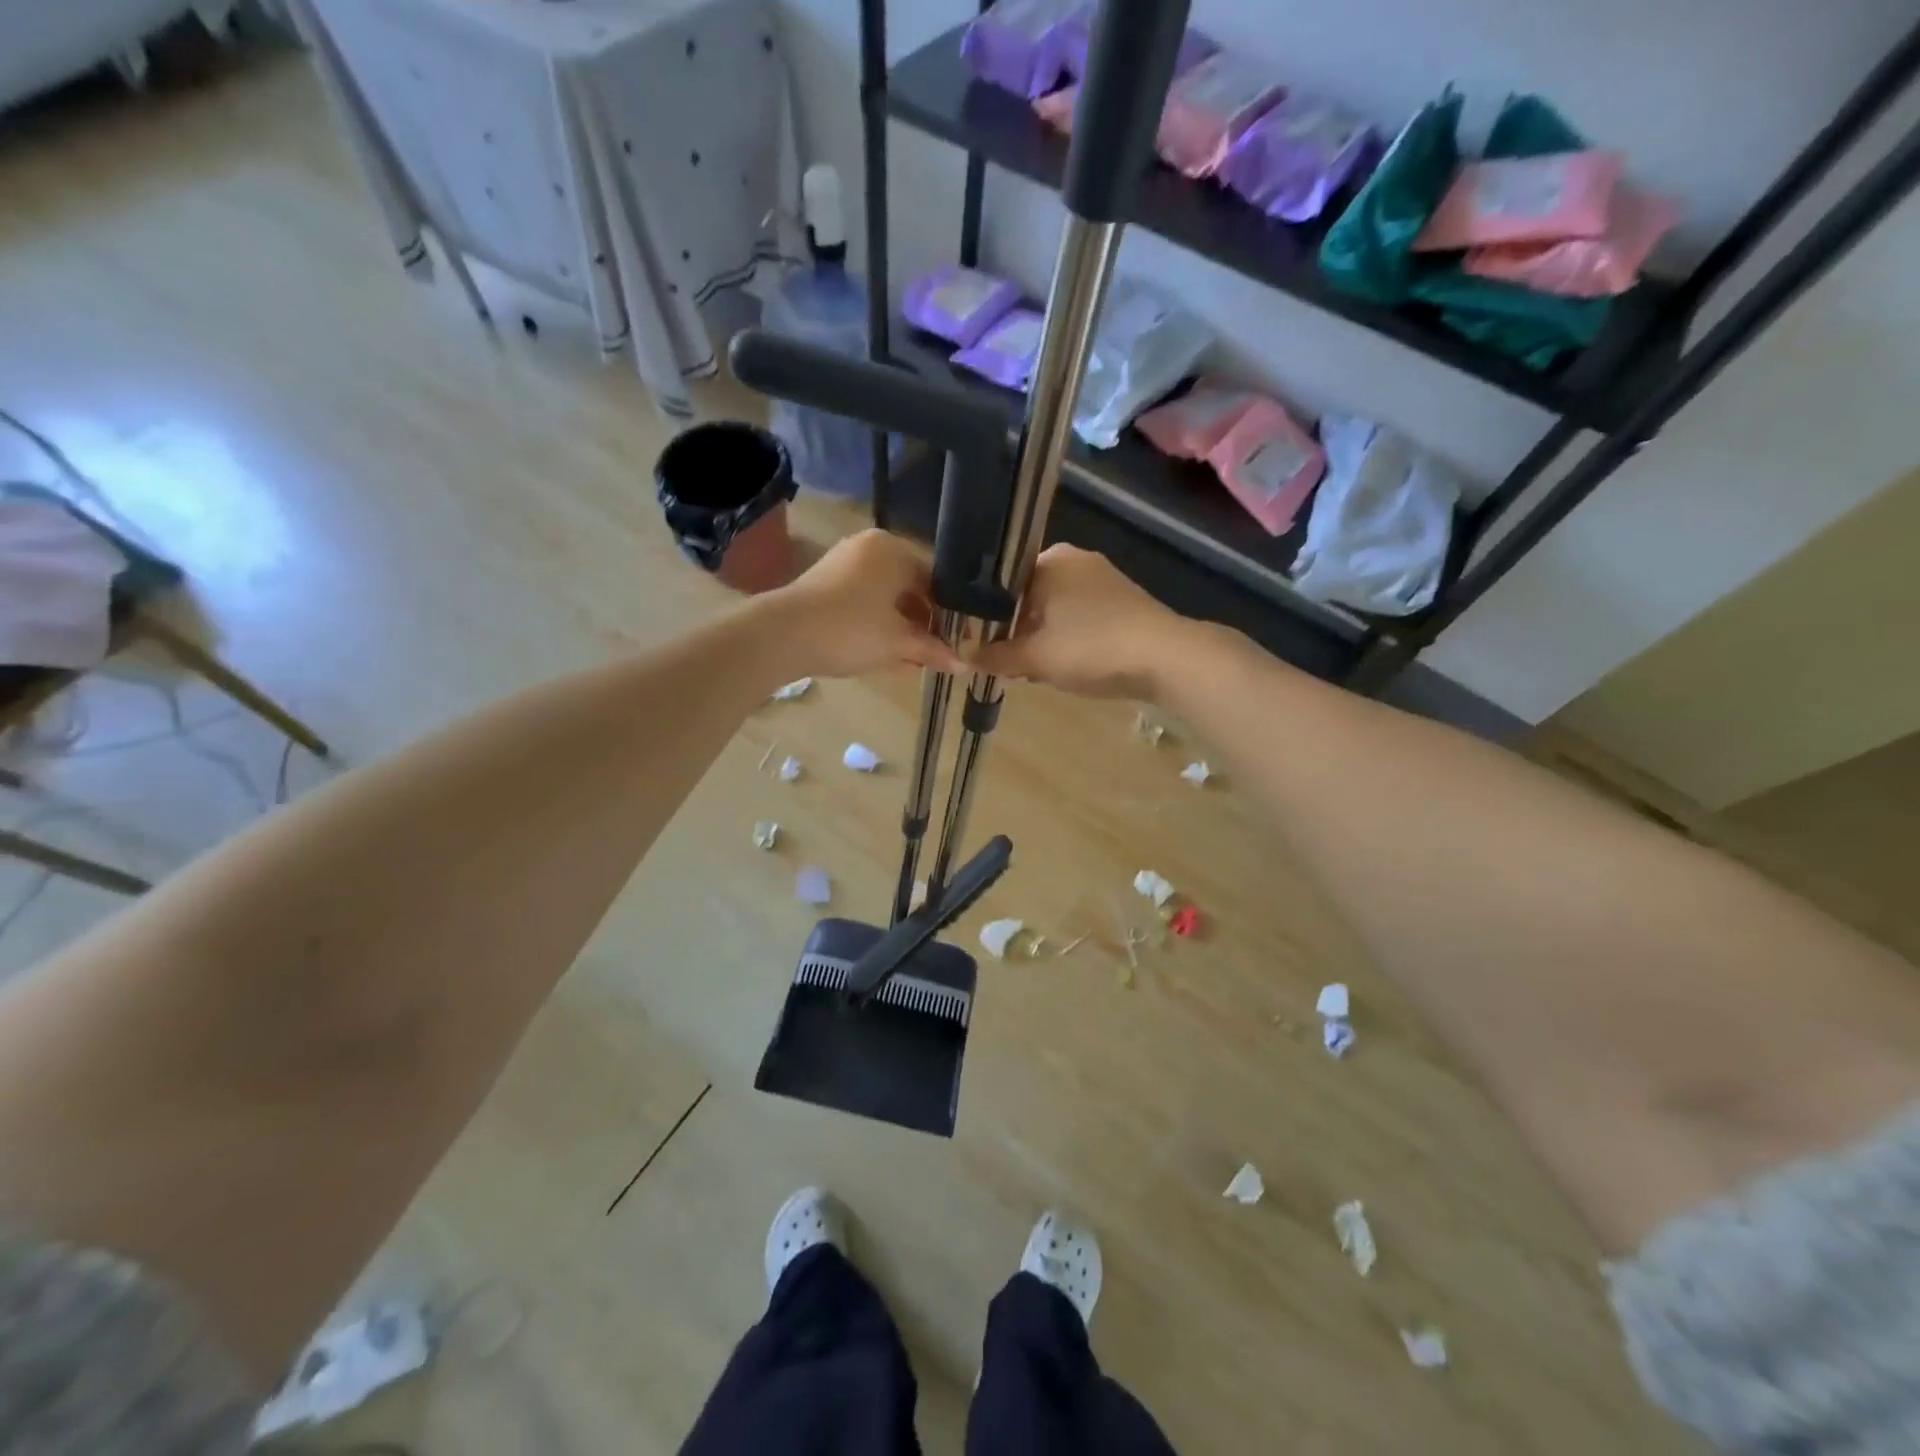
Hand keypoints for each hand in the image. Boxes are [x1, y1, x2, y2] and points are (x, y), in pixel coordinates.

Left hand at [765, 529, 965, 678]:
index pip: (936, 579)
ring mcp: (844, 563)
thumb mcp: (898, 643)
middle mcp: (870, 547)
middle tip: (937, 652)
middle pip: (910, 586)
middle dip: (924, 622)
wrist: (782, 636)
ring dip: (902, 627)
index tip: (958, 641)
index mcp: (893, 549)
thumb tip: (964, 665)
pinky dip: (878, 623)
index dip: (950, 614)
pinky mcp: (825, 583)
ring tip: (914, 658)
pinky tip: (886, 651)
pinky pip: (864, 601)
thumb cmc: (851, 630)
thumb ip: (933, 650)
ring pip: (886, 596)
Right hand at [974, 544, 1192, 699]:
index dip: (986, 616)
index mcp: (1050, 561)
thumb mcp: (1035, 658)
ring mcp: (1104, 579)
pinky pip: (1081, 616)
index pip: (1001, 583)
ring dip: (1042, 637)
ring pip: (1056, 608)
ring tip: (1036, 669)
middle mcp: (1076, 560)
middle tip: (1008, 663)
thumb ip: (995, 655)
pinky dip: (1069, 637)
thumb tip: (964, 654)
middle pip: (1029, 596)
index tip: (981, 645)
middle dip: (1016, 630)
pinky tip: (1068, 664)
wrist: (1167, 658)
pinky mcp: (1124, 601)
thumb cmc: (1092, 649)